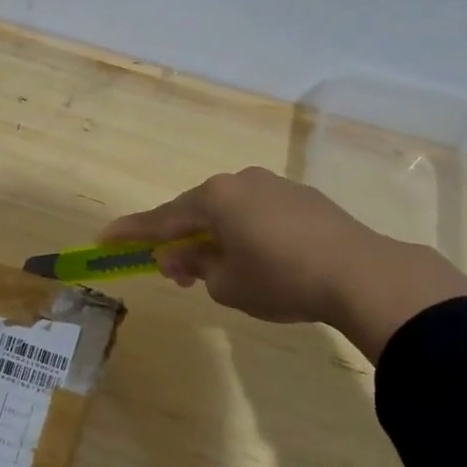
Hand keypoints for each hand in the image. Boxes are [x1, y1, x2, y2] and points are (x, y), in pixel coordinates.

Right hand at [102, 167, 466, 359]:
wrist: (362, 273)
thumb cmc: (280, 280)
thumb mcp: (226, 283)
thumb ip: (195, 266)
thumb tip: (181, 256)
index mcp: (214, 198)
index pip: (161, 219)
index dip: (130, 232)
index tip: (104, 238)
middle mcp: (239, 182)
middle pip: (195, 211)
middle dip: (180, 239)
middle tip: (174, 271)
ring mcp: (274, 185)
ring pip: (229, 210)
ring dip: (215, 236)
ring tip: (220, 269)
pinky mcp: (303, 198)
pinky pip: (258, 212)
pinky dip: (245, 232)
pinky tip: (258, 258)